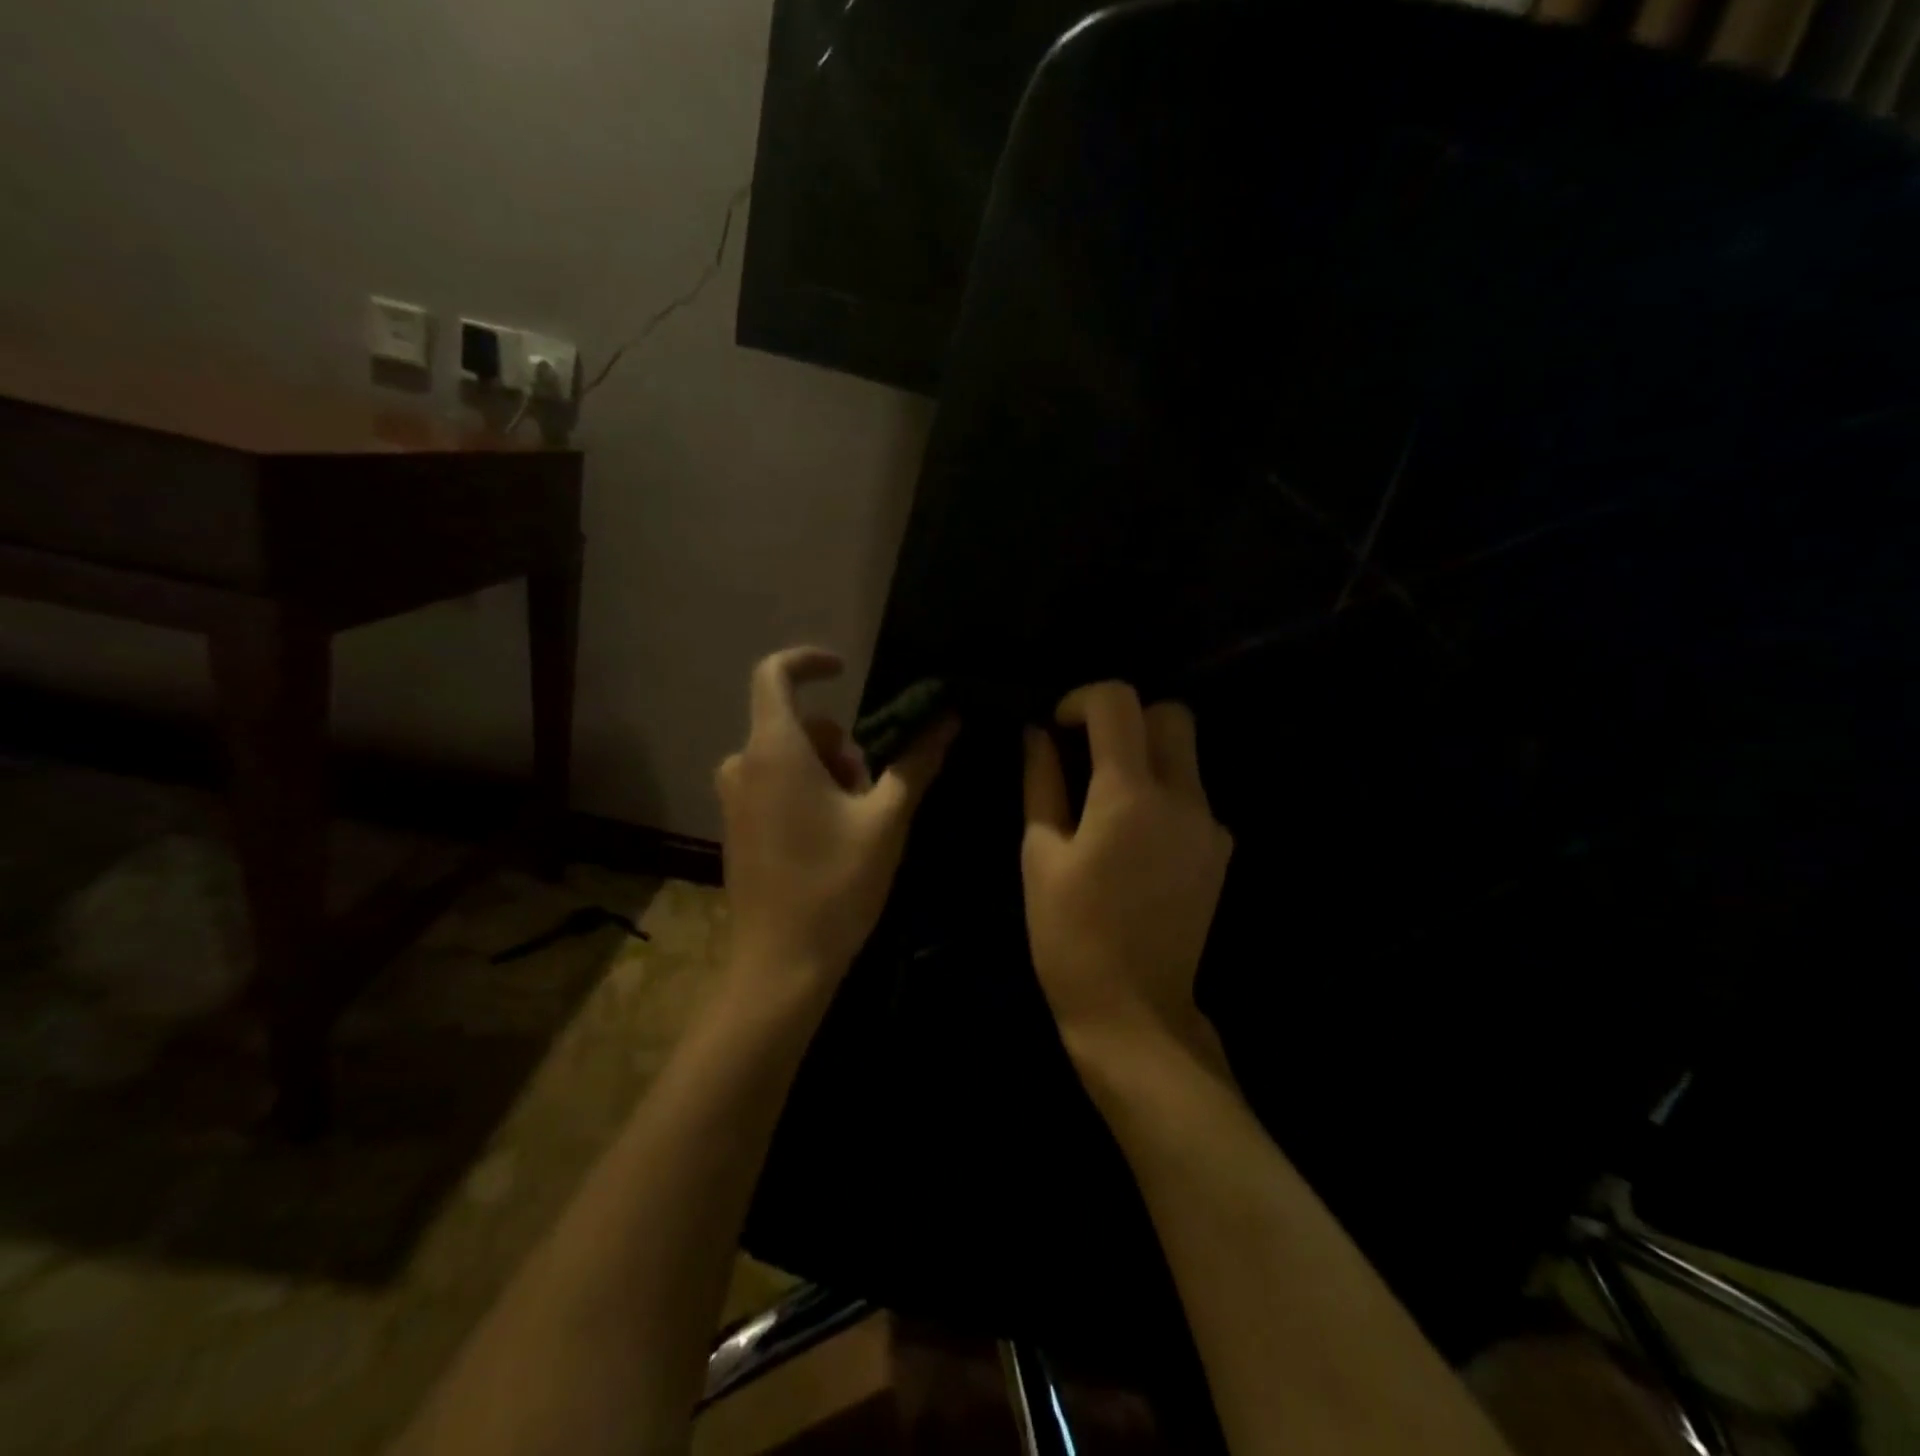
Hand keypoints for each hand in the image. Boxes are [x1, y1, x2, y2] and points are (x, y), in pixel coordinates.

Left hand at [717, 647, 956, 990]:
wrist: (780, 964)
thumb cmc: (835, 884)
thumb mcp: (886, 820)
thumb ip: (916, 762)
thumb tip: (949, 718)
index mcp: (774, 751)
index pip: (774, 675)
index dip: (808, 661)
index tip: (845, 669)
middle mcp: (743, 766)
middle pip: (795, 725)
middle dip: (839, 743)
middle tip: (872, 788)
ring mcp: (733, 799)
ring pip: (787, 758)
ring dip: (826, 772)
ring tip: (856, 819)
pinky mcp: (735, 827)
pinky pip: (772, 785)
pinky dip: (804, 791)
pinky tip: (831, 839)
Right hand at [1022, 682, 1232, 1064]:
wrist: (1135, 1011)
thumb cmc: (1070, 936)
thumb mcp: (1039, 855)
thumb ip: (1042, 782)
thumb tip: (1038, 733)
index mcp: (1130, 796)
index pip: (1120, 702)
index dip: (1082, 699)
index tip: (1059, 727)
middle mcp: (1184, 799)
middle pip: (1170, 715)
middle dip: (1126, 719)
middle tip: (1088, 753)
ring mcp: (1211, 825)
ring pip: (1186, 754)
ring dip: (1146, 755)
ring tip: (1106, 799)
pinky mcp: (1221, 851)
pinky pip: (1194, 795)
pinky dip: (1163, 793)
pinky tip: (1135, 837)